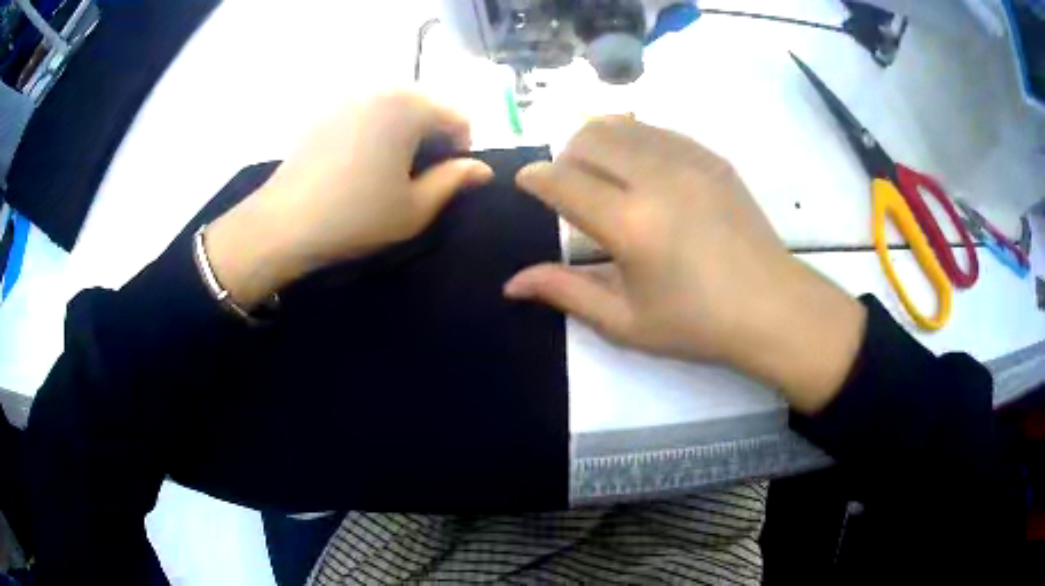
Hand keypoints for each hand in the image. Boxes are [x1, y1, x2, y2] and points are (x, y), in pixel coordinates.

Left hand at [204, 91, 493, 307]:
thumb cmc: (356, 216)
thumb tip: (482, 169)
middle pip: (427, 107)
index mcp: (409, 106)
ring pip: (396, 108)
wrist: (282, 224)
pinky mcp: (326, 110)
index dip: (462, 150)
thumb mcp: (415, 207)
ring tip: (388, 171)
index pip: (458, 117)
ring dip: (405, 134)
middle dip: (433, 138)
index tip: (447, 180)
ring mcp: (349, 96)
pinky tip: (360, 163)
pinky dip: (377, 131)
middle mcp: (381, 89)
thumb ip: (454, 181)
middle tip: (418, 177)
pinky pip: (368, 112)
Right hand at [505, 117, 866, 412]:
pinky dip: (633, 140)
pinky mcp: (711, 157)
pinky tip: (641, 169)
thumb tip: (511, 283)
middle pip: (587, 138)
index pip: (562, 180)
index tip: (527, 183)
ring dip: (597, 142)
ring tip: (602, 174)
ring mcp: (688, 160)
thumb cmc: (697, 324)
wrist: (772, 307)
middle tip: (569, 186)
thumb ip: (565, 292)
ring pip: (621, 124)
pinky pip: (656, 129)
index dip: (535, 178)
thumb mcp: (625, 321)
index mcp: (630, 224)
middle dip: (564, 156)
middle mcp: (655, 178)